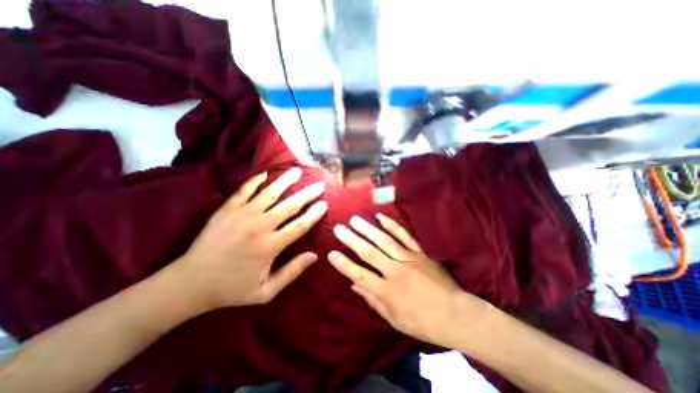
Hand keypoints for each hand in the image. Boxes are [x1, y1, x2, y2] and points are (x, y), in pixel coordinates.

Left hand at [175, 168, 327, 313]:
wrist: (189, 283)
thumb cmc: (231, 288)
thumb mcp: (265, 291)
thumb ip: (292, 272)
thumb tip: (314, 256)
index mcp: (270, 246)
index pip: (300, 226)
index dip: (314, 214)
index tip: (324, 204)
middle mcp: (259, 226)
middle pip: (289, 206)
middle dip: (307, 194)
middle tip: (319, 185)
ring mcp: (242, 215)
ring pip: (269, 193)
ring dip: (285, 181)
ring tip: (297, 171)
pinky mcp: (227, 209)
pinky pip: (244, 190)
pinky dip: (255, 181)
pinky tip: (265, 174)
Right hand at [330, 215, 487, 347]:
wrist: (455, 314)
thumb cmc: (422, 322)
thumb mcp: (394, 318)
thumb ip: (372, 300)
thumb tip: (354, 285)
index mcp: (387, 291)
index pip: (360, 275)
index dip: (344, 264)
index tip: (331, 253)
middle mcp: (395, 271)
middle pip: (369, 253)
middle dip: (351, 240)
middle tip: (338, 228)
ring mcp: (408, 259)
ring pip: (384, 240)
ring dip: (368, 229)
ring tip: (354, 219)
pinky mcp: (420, 252)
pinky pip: (405, 236)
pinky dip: (393, 225)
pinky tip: (381, 217)